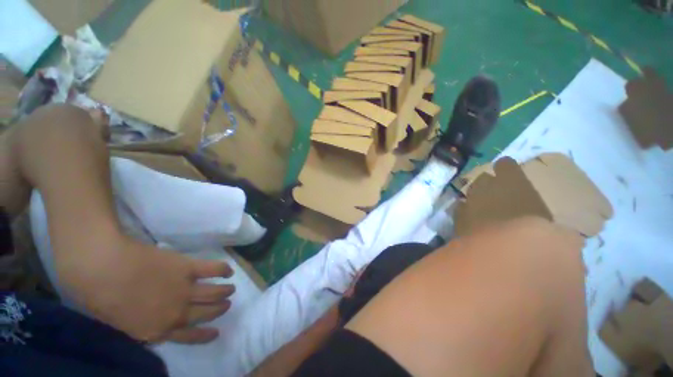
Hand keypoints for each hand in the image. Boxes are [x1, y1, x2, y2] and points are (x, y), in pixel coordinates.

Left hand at [58, 235, 234, 343]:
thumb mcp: (118, 323)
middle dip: (219, 310)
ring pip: (214, 293)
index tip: (216, 332)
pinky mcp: (189, 267)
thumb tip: (155, 323)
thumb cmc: (98, 296)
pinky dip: (223, 270)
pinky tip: (228, 271)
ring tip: (230, 289)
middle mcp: (177, 313)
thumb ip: (142, 326)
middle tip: (226, 304)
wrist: (101, 266)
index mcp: (158, 330)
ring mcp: (185, 289)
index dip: (205, 334)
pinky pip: (213, 269)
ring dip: (225, 292)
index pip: (189, 336)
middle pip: (206, 313)